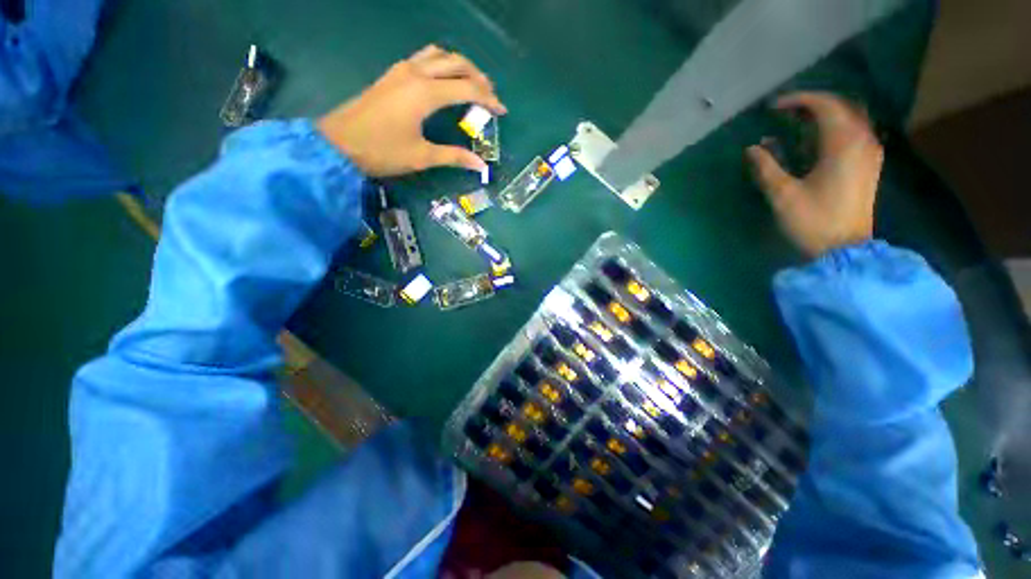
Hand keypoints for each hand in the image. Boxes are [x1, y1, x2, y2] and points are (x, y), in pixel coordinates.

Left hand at [318, 45, 506, 176]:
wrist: (339, 143)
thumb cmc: (382, 151)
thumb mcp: (422, 156)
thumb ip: (454, 157)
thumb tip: (480, 166)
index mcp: (426, 93)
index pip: (467, 88)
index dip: (488, 99)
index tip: (502, 111)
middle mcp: (416, 73)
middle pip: (456, 63)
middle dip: (478, 77)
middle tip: (491, 95)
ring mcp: (402, 70)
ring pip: (439, 55)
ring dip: (459, 65)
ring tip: (472, 83)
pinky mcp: (393, 74)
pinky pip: (424, 58)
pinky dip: (442, 64)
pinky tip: (445, 80)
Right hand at [746, 92, 883, 257]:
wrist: (844, 250)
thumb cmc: (813, 221)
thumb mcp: (783, 194)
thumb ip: (766, 167)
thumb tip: (752, 148)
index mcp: (844, 143)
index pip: (824, 105)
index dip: (797, 100)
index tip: (772, 107)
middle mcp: (862, 140)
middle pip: (840, 107)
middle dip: (810, 105)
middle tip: (782, 113)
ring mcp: (869, 152)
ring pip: (848, 118)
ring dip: (821, 116)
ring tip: (794, 124)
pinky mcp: (868, 164)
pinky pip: (852, 133)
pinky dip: (831, 130)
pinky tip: (812, 141)